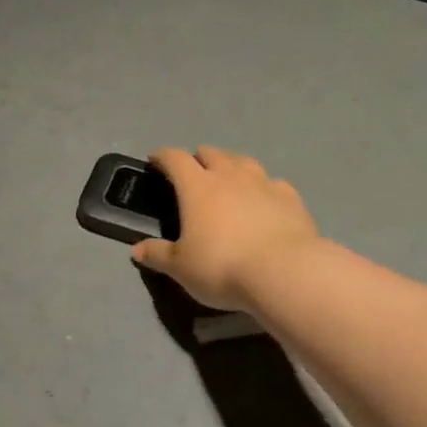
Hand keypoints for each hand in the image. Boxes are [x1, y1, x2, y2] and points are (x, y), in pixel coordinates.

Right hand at [131, 146, 319, 311]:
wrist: (284, 272)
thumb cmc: (222, 266)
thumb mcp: (181, 268)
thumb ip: (158, 255)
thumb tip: (136, 250)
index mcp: (197, 186)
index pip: (175, 159)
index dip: (163, 157)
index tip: (155, 161)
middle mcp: (230, 176)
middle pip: (211, 153)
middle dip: (199, 159)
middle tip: (193, 174)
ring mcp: (263, 183)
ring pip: (244, 161)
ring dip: (232, 166)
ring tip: (229, 181)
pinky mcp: (291, 198)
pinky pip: (273, 183)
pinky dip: (263, 187)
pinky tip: (264, 200)